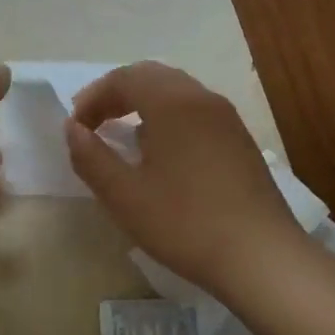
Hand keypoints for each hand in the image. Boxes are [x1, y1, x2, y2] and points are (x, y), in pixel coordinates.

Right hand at [65, 62, 310, 299]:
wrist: (261, 257)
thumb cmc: (184, 223)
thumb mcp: (124, 195)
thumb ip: (91, 157)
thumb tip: (73, 129)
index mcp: (172, 103)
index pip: (124, 78)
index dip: (93, 97)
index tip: (75, 127)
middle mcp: (202, 98)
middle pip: (151, 76)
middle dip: (116, 93)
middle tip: (93, 122)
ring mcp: (226, 118)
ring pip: (176, 91)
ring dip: (143, 103)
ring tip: (122, 134)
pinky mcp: (239, 140)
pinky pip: (195, 110)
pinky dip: (167, 116)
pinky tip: (160, 151)